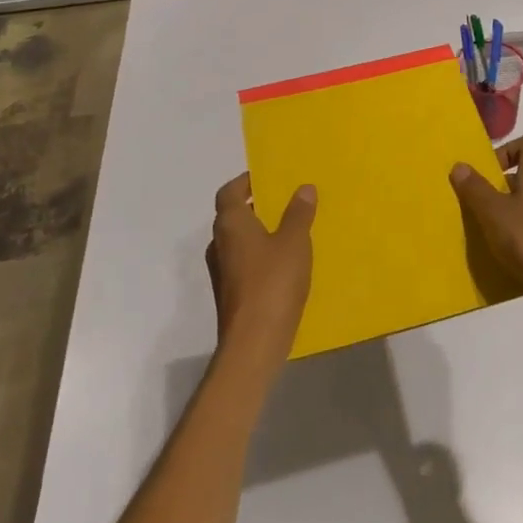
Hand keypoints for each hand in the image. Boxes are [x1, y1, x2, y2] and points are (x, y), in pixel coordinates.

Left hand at [207, 174, 314, 374]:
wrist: (253, 344)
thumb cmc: (272, 282)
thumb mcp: (294, 242)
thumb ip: (298, 213)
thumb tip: (303, 188)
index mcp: (231, 224)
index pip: (229, 192)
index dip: (245, 182)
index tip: (267, 178)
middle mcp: (220, 244)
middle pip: (232, 216)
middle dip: (255, 207)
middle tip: (284, 201)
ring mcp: (222, 272)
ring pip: (238, 241)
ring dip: (258, 233)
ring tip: (289, 230)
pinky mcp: (230, 295)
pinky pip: (244, 263)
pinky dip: (260, 256)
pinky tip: (285, 264)